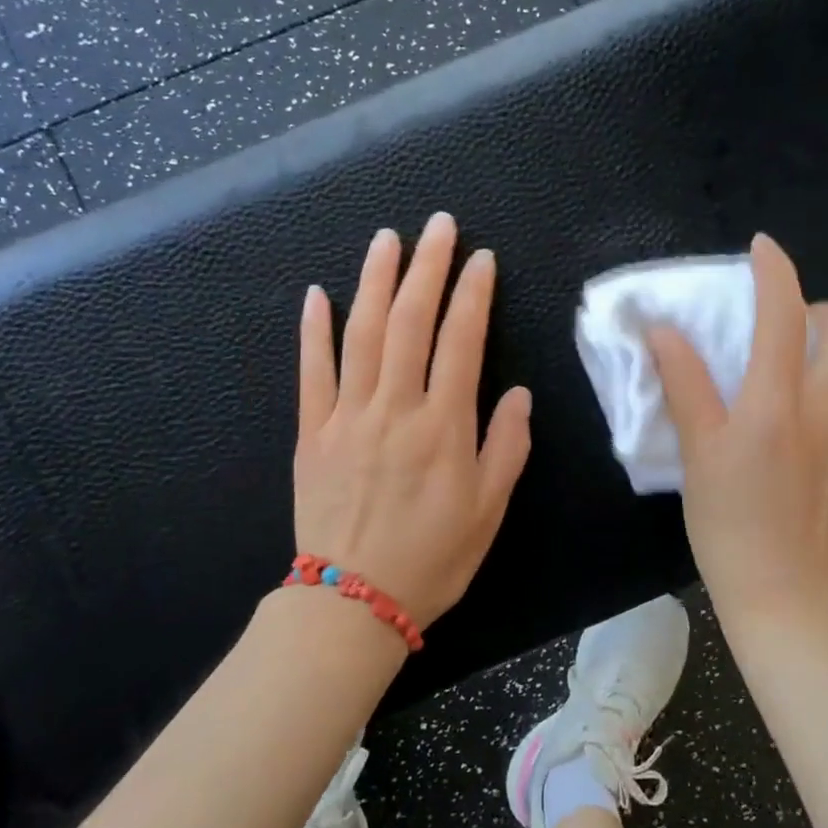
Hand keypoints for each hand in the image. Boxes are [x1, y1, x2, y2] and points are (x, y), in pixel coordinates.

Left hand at [293, 212, 532, 628]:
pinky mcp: (311, 432)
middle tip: (439, 225)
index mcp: (443, 426)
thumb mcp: (489, 510)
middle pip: (410, 322)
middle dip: (427, 267)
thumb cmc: (432, 558)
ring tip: (387, 239)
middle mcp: (395, 408)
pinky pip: (311, 372)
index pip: (461, 341)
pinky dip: (312, 331)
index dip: (473, 294)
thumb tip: (516, 393)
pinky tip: (317, 294)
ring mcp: (347, 416)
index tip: (482, 259)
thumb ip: (506, 446)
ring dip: (374, 281)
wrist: (352, 602)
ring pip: (361, 334)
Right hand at [647, 234, 827, 621]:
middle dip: (822, 308)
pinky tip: (819, 413)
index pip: (784, 313)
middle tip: (785, 332)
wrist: (790, 592)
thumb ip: (684, 384)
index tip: (761, 250)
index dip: (773, 270)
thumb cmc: (730, 523)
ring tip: (801, 368)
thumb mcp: (698, 452)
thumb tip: (663, 331)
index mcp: (778, 402)